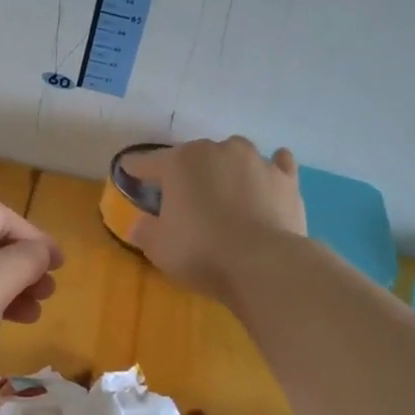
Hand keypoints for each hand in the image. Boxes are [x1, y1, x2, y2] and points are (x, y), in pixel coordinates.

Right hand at [119, 137, 304, 301]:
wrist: (264, 264)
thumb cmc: (201, 251)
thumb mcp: (157, 247)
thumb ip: (144, 229)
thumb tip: (140, 222)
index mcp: (179, 162)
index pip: (146, 161)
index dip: (134, 170)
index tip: (128, 176)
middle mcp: (217, 150)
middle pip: (192, 156)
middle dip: (184, 173)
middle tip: (181, 200)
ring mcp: (255, 160)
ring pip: (233, 155)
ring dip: (225, 169)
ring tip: (224, 192)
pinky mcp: (286, 178)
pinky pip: (276, 163)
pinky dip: (269, 169)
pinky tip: (266, 178)